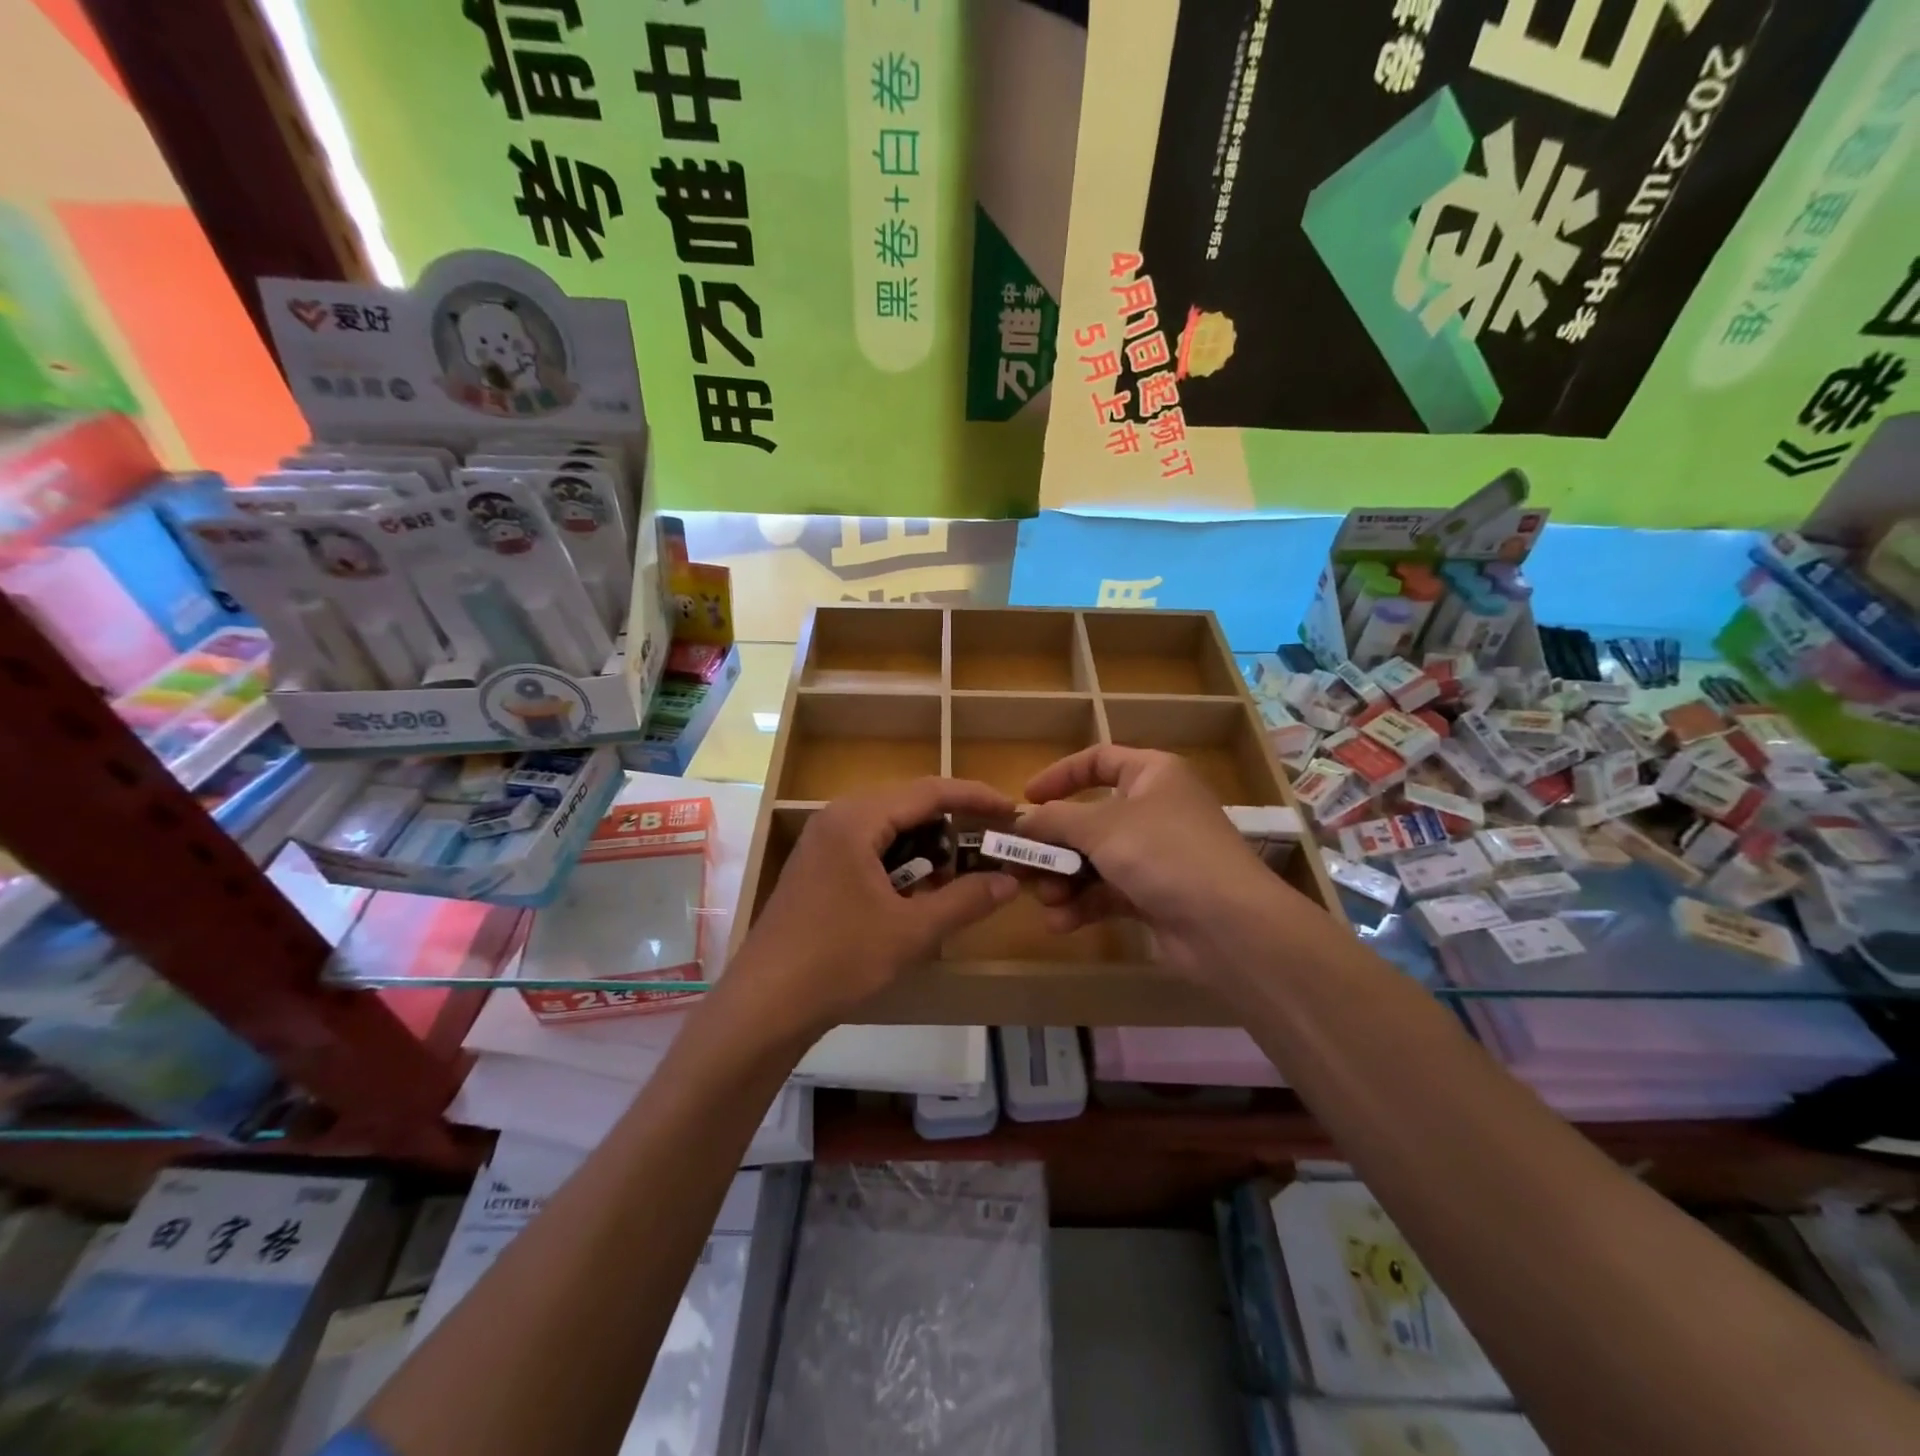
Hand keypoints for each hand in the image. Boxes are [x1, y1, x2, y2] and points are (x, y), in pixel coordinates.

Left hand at [724, 777, 1019, 1035]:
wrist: (764, 1004)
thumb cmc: (839, 959)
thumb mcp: (911, 931)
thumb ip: (965, 900)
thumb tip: (1010, 880)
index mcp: (857, 819)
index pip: (929, 792)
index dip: (975, 798)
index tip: (1012, 810)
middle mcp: (837, 817)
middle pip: (909, 804)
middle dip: (952, 825)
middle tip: (989, 847)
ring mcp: (823, 842)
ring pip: (890, 828)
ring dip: (926, 848)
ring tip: (956, 879)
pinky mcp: (818, 866)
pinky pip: (870, 847)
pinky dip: (900, 863)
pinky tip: (916, 895)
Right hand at [1019, 746, 1315, 984]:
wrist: (1229, 926)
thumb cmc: (1164, 853)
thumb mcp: (1101, 827)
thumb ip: (1055, 819)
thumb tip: (1022, 820)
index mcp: (1152, 774)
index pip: (1099, 760)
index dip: (1060, 776)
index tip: (1026, 799)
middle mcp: (1155, 809)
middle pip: (1090, 818)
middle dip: (1055, 843)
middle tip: (1022, 862)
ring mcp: (1157, 855)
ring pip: (1096, 860)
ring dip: (1065, 879)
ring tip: (1046, 899)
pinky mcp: (1155, 896)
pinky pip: (1108, 893)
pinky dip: (1084, 906)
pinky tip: (1061, 923)